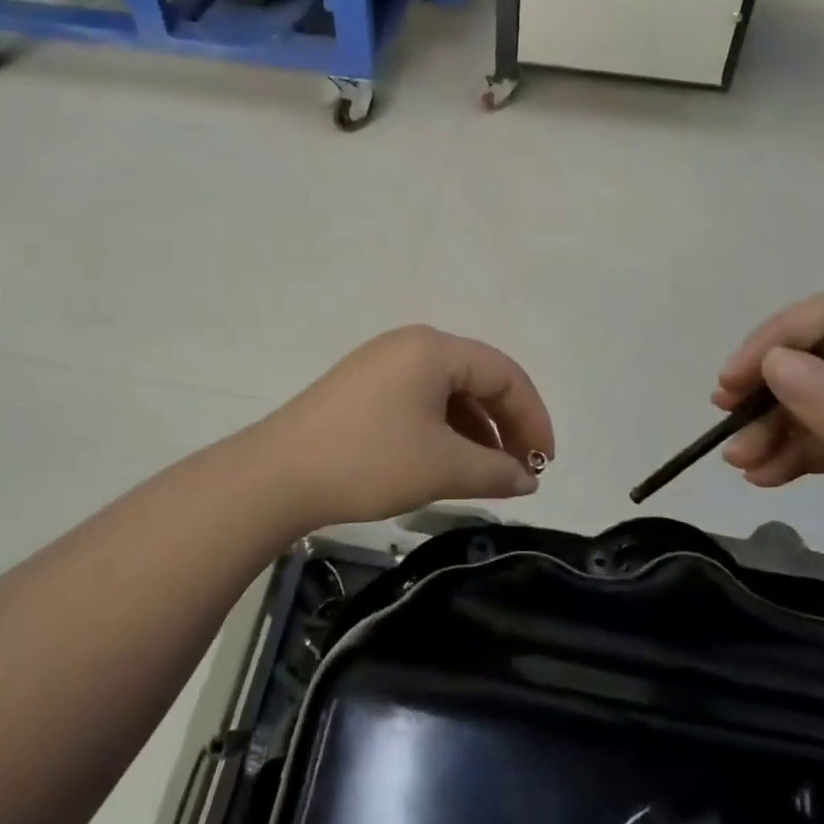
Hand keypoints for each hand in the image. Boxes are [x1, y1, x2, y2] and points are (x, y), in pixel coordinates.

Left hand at [249, 326, 554, 530]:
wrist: (277, 475)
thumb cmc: (369, 460)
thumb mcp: (442, 467)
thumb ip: (496, 470)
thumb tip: (529, 479)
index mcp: (434, 348)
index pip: (504, 372)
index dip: (533, 416)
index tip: (546, 462)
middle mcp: (411, 344)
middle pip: (477, 377)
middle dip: (505, 423)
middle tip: (522, 469)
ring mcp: (383, 364)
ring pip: (449, 391)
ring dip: (476, 429)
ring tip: (488, 473)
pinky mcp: (364, 387)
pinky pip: (421, 400)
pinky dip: (445, 429)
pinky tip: (449, 462)